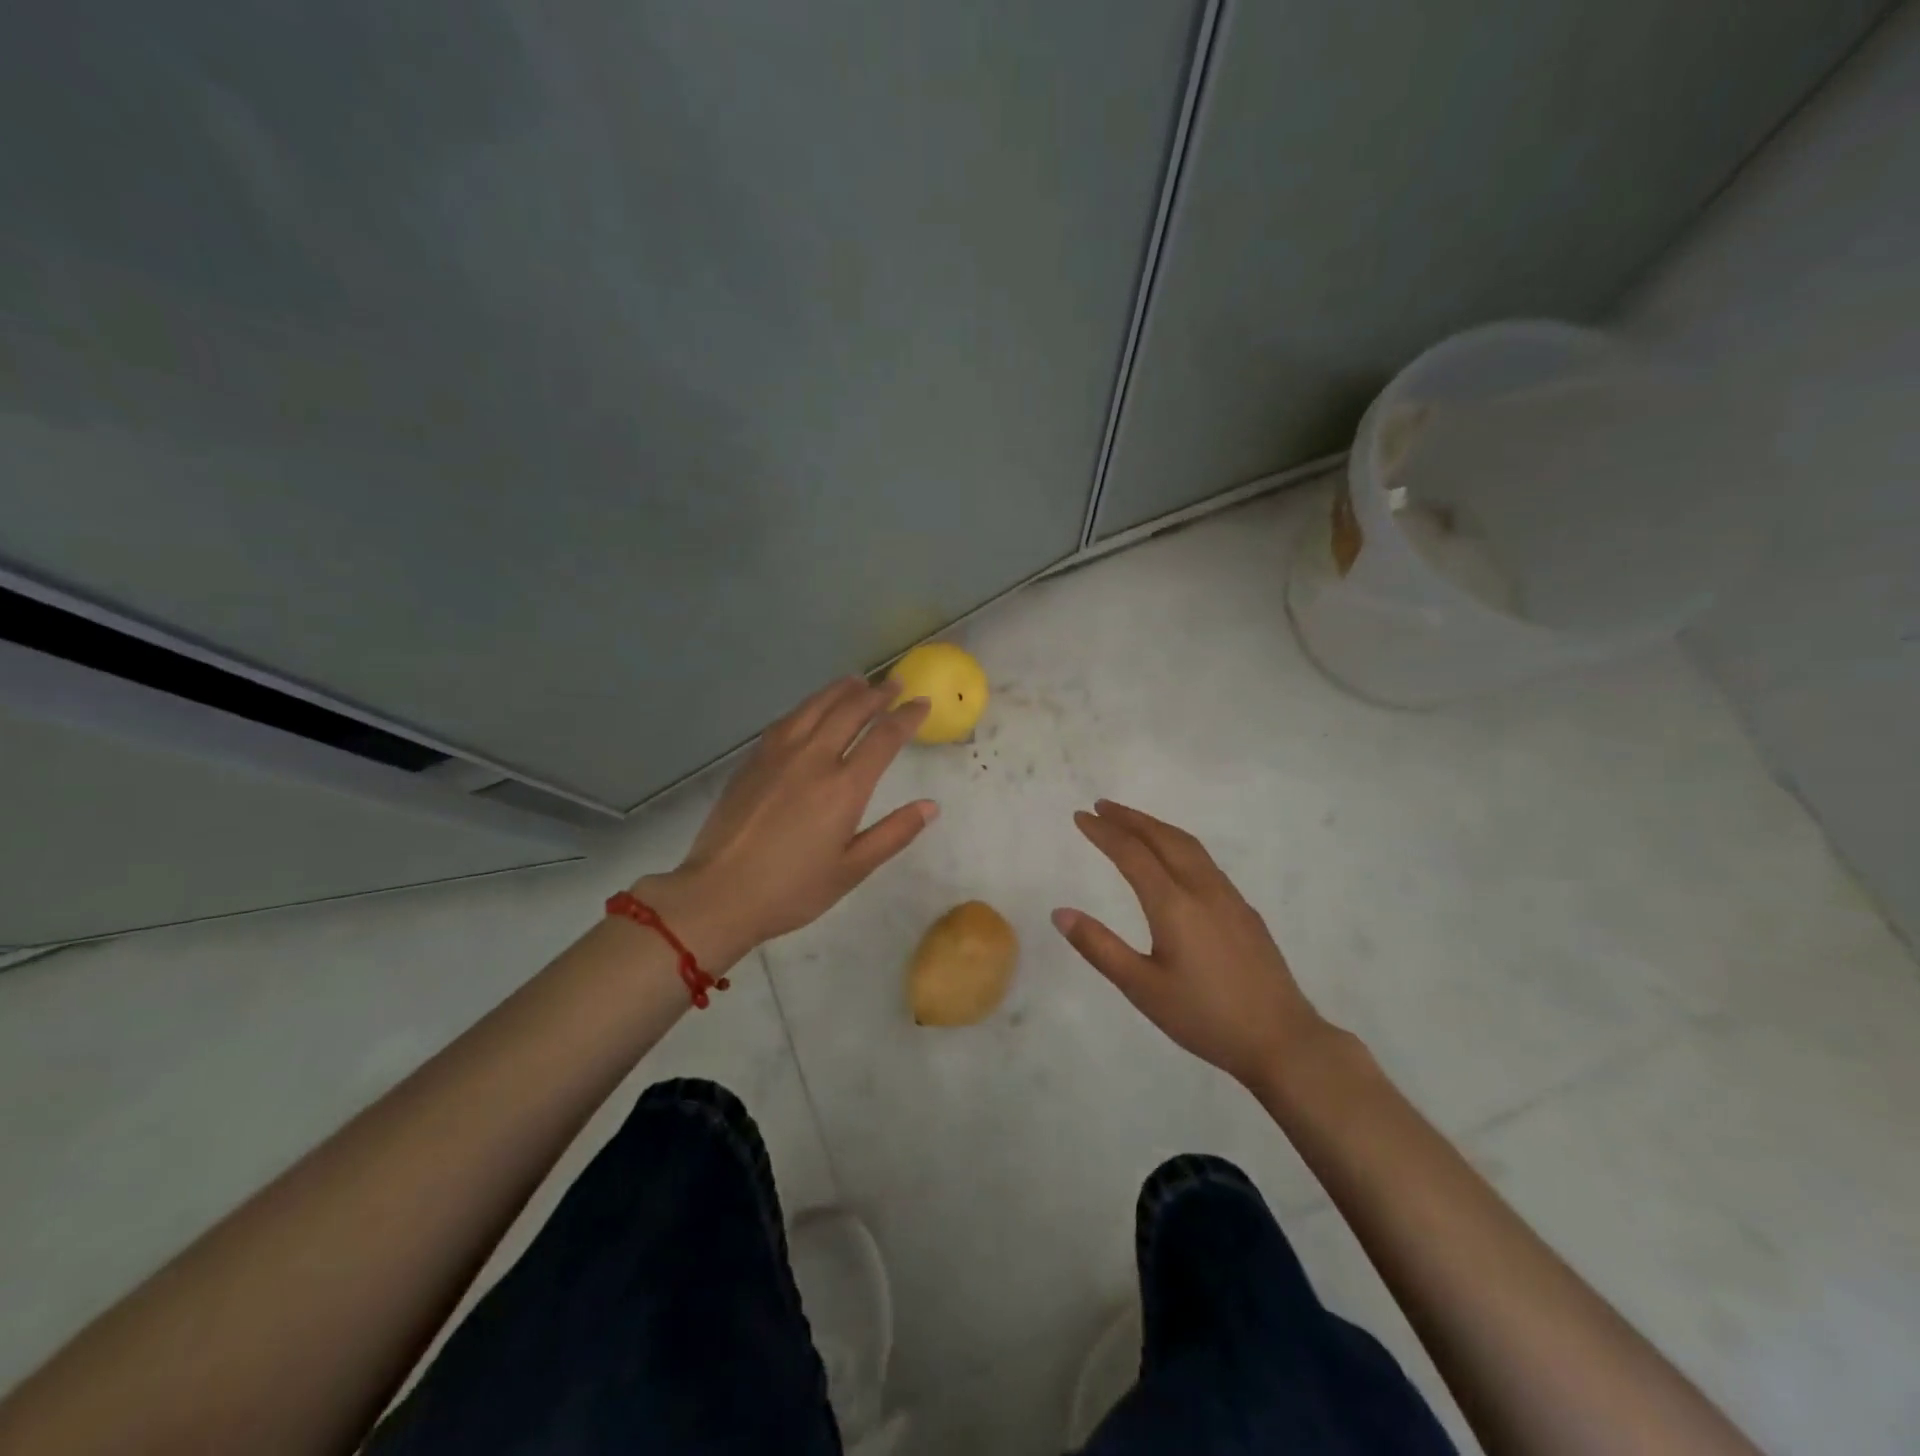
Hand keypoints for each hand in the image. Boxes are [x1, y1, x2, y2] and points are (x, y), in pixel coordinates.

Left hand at [635, 677, 936, 971]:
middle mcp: (813, 759)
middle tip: (894, 683)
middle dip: (877, 694)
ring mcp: (779, 754)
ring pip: (815, 706)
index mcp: (844, 787)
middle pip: (850, 711)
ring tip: (857, 681)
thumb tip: (931, 806)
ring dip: (841, 690)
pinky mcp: (753, 759)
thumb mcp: (852, 869)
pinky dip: (809, 705)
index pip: (884, 737)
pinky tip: (812, 708)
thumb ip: (893, 834)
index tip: (922, 703)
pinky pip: (788, 719)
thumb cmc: (792, 889)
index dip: (907, 716)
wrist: (718, 893)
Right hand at [1053, 800, 1333, 1091]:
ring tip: (1133, 823)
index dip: (1104, 832)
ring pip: (1189, 845)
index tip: (1081, 816)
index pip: (1131, 853)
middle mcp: (1202, 889)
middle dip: (1131, 818)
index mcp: (1173, 904)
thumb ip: (1099, 947)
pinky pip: (1205, 861)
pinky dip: (1179, 845)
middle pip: (1163, 838)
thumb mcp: (1141, 988)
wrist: (1281, 1040)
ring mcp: (1229, 897)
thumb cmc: (1204, 1017)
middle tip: (1102, 806)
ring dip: (1157, 827)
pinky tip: (1175, 860)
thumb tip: (1060, 912)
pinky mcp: (1245, 911)